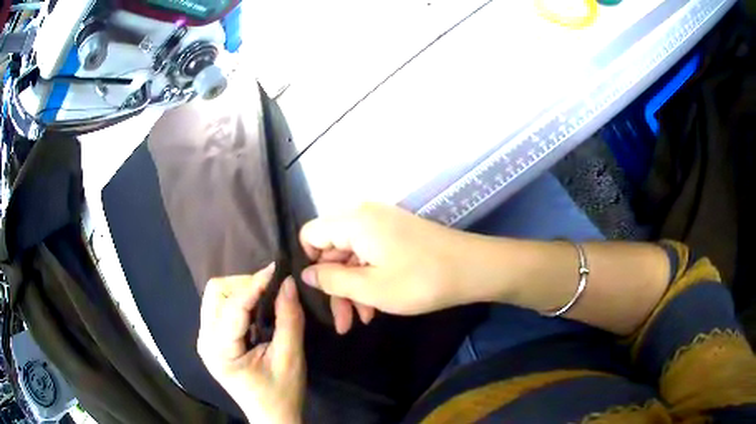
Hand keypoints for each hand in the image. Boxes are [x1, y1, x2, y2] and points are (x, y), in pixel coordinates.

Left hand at [197, 264, 304, 423]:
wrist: (272, 416)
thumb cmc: (282, 394)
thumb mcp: (290, 358)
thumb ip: (289, 319)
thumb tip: (288, 283)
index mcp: (220, 350)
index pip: (233, 306)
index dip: (255, 284)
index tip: (278, 270)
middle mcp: (205, 340)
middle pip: (216, 293)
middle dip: (244, 284)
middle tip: (272, 289)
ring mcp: (205, 339)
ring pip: (216, 296)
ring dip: (241, 290)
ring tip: (266, 298)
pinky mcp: (211, 339)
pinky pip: (219, 307)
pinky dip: (239, 300)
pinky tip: (256, 310)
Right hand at [299, 203, 486, 332]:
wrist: (473, 269)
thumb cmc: (420, 280)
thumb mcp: (370, 287)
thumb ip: (332, 279)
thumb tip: (306, 273)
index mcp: (353, 221)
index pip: (311, 233)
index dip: (309, 263)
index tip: (320, 292)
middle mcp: (365, 216)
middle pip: (332, 248)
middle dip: (334, 285)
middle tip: (342, 321)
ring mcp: (383, 224)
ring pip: (352, 256)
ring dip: (353, 288)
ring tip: (361, 320)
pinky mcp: (397, 234)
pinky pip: (371, 255)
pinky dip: (369, 279)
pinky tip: (375, 307)